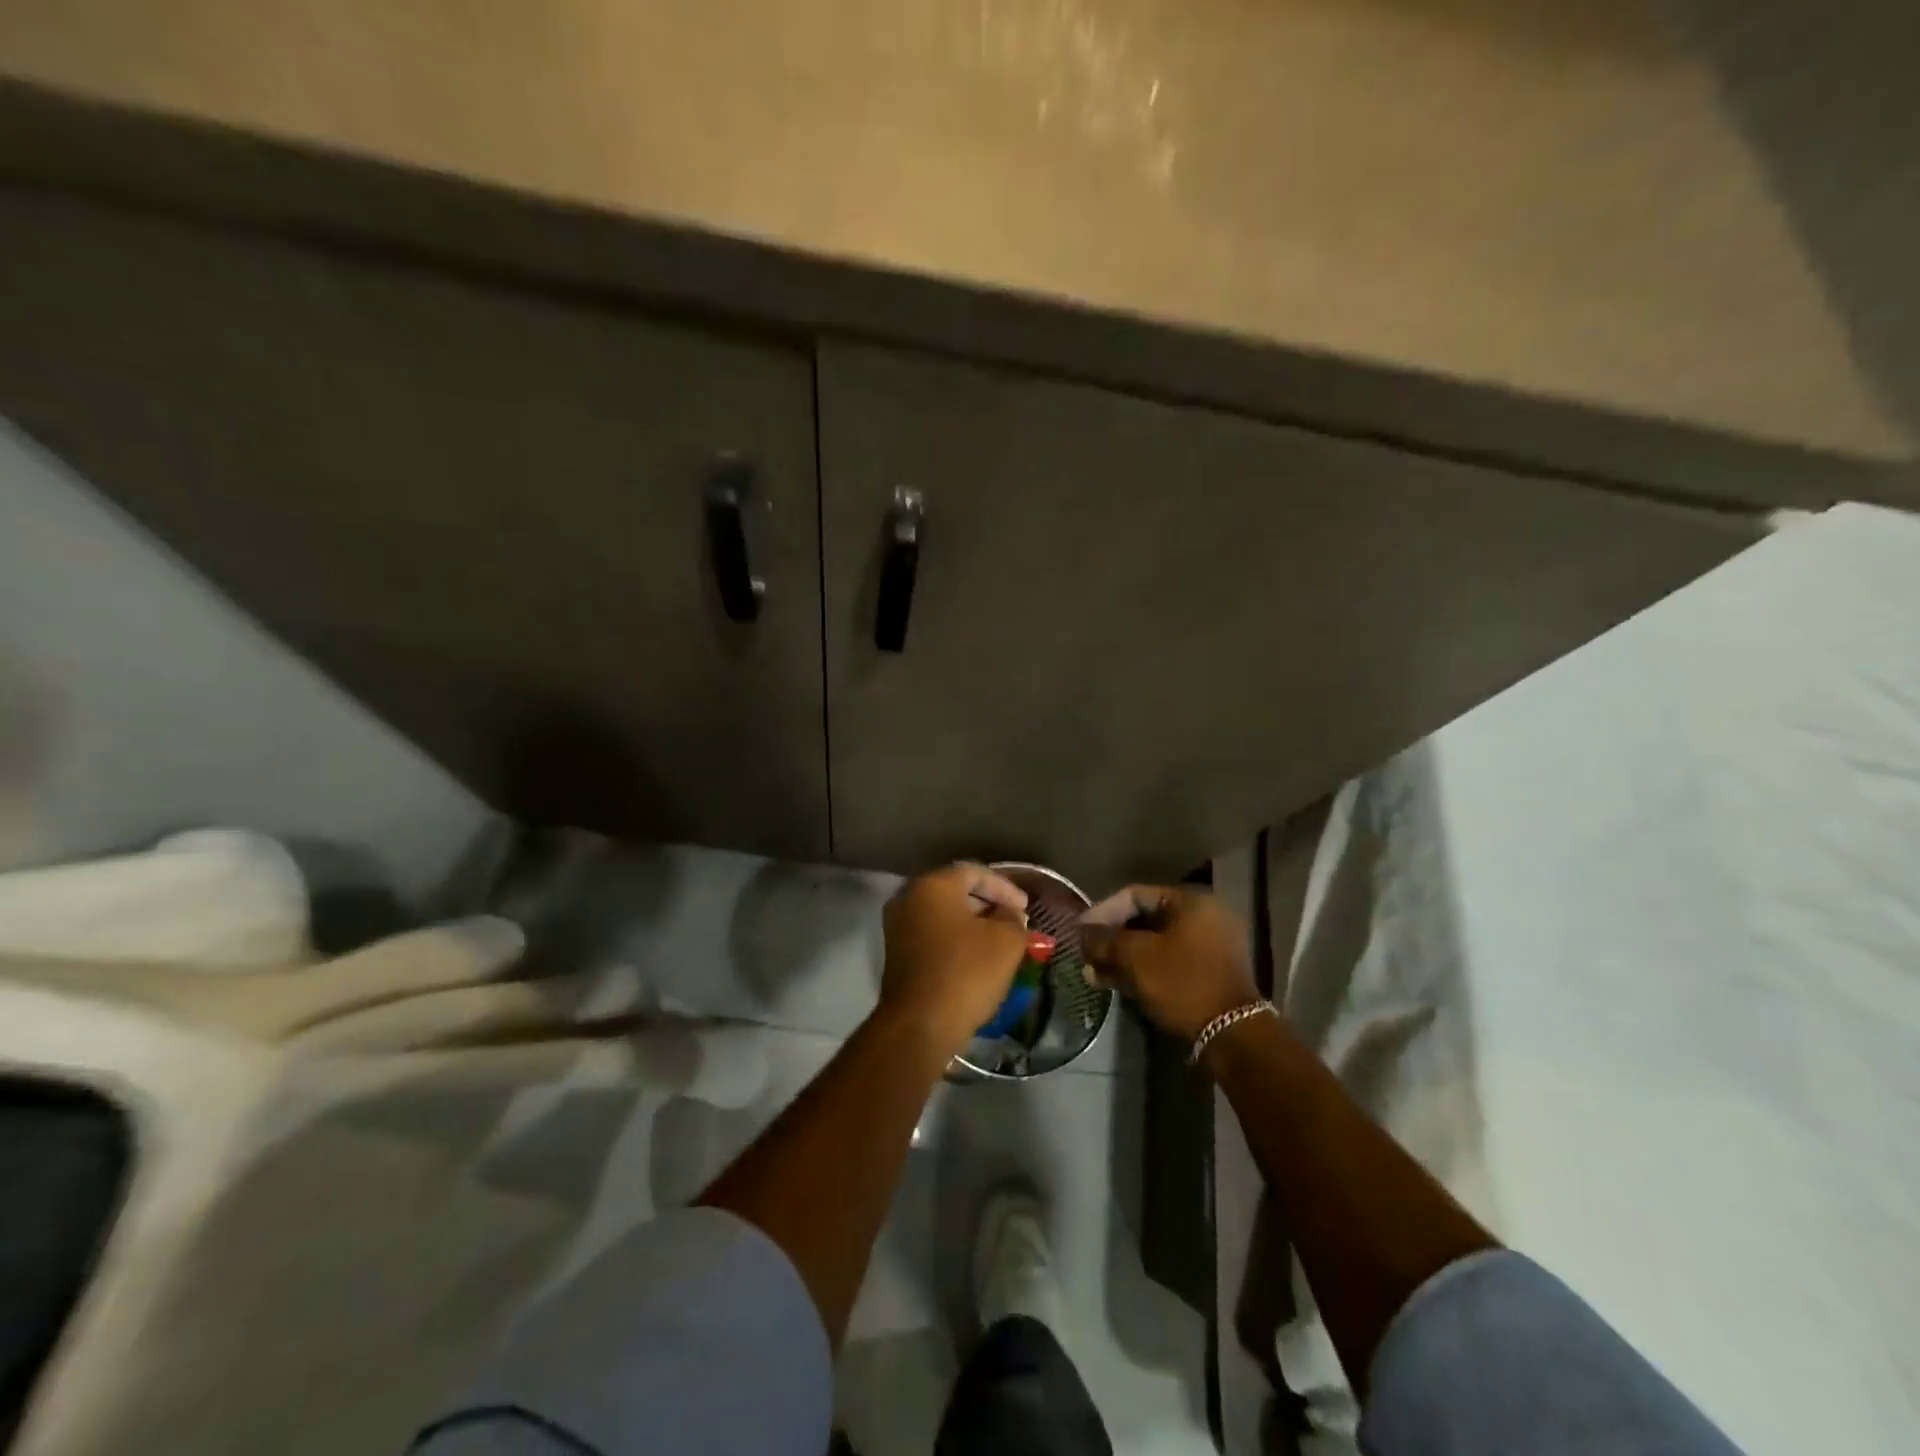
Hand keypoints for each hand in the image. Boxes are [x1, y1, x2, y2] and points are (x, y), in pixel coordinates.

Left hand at [879, 863, 1030, 1057]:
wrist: (920, 1025)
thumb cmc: (966, 973)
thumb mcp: (1006, 941)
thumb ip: (1013, 918)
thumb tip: (1009, 913)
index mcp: (933, 885)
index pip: (975, 873)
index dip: (1005, 888)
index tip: (1026, 908)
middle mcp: (908, 897)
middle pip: (955, 890)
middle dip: (988, 903)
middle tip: (1014, 920)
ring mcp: (897, 925)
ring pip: (942, 914)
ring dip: (971, 922)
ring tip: (999, 939)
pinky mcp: (896, 952)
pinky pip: (931, 934)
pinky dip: (954, 938)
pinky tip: (975, 956)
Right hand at [1079, 886, 1261, 1041]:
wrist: (1231, 1035)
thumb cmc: (1182, 983)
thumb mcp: (1136, 957)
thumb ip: (1105, 940)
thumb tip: (1082, 934)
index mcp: (1190, 902)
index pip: (1135, 895)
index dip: (1102, 911)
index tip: (1080, 931)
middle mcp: (1203, 917)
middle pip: (1144, 919)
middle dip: (1111, 938)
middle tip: (1085, 954)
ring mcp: (1208, 946)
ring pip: (1154, 943)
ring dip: (1122, 957)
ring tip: (1094, 973)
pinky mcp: (1208, 973)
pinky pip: (1167, 961)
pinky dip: (1142, 969)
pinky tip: (1115, 983)